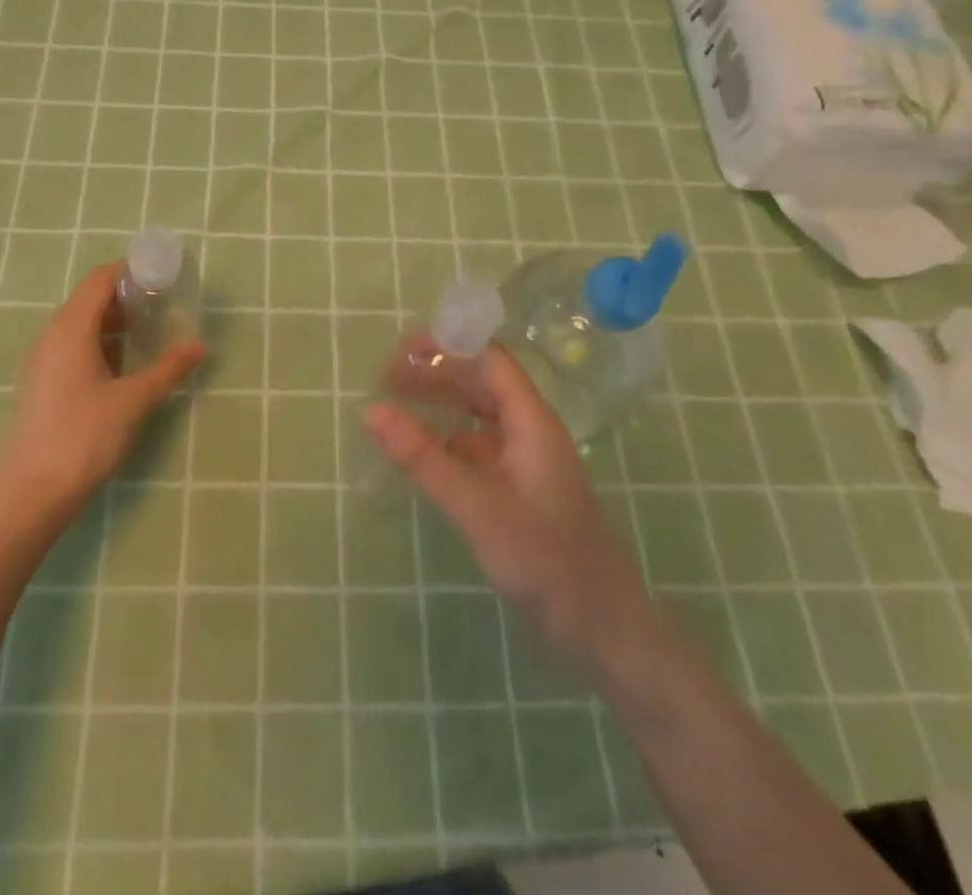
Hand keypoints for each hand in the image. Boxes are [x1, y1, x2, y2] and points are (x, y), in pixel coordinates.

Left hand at [0, 262, 205, 514]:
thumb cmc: (84, 437)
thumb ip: (169, 369)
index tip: (162, 274)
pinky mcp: (42, 383)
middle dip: (126, 295)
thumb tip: (200, 346)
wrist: (31, 493)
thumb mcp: (134, 401)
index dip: (130, 270)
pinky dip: (99, 341)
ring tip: (148, 330)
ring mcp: (43, 360)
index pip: (100, 279)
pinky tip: (123, 363)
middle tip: (162, 302)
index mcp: (71, 328)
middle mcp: (52, 335)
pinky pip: (72, 345)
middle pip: (89, 298)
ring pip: (80, 324)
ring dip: (113, 320)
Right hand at [366, 345, 649, 660]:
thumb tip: (372, 410)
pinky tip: (422, 452)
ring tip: (396, 403)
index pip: (489, 361)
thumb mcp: (475, 505)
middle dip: (436, 373)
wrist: (599, 625)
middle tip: (387, 376)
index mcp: (530, 421)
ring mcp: (526, 460)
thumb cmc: (542, 557)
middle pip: (481, 383)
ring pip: (479, 415)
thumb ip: (423, 457)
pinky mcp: (519, 488)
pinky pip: (479, 447)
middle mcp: (530, 430)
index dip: (448, 346)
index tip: (402, 348)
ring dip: (441, 403)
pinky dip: (448, 439)